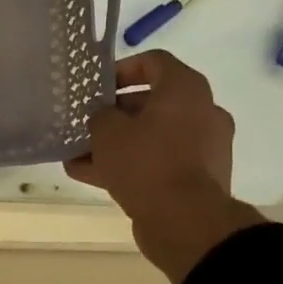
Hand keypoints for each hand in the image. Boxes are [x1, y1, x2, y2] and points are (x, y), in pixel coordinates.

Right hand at [64, 51, 263, 283]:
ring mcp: (203, 147)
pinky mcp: (197, 178)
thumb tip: (103, 118)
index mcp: (186, 90)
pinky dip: (130, 165)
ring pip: (152, 137)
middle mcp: (202, 112)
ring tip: (78, 154)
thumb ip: (100, 116)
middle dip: (115, 114)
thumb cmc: (146, 161)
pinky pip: (158, 162)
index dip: (122, 69)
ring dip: (117, 143)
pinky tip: (91, 176)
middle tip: (86, 123)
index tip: (98, 87)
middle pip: (152, 103)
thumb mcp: (107, 131)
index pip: (154, 62)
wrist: (185, 221)